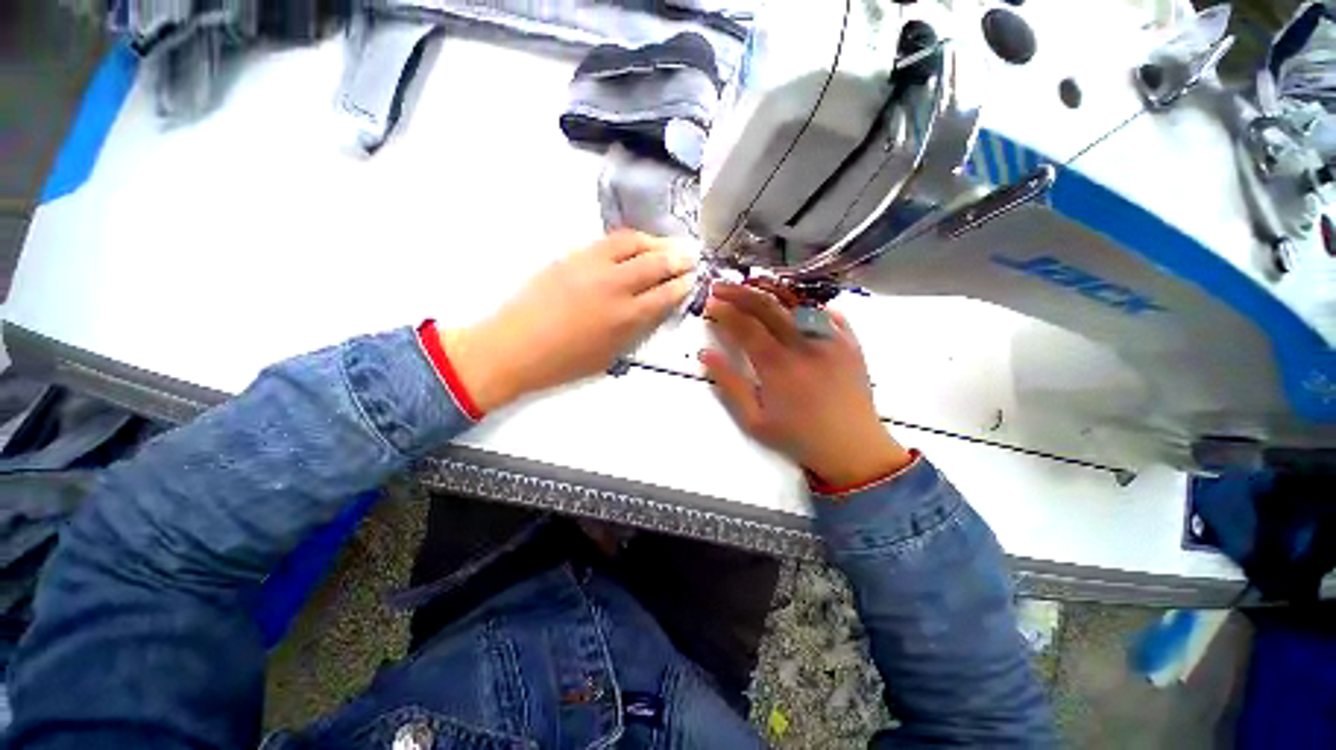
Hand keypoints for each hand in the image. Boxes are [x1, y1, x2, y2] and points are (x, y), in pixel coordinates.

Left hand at [441, 231, 695, 411]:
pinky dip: (628, 241)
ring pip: (631, 243)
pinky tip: (634, 246)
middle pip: (654, 263)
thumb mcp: (610, 355)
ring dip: (655, 242)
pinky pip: (607, 241)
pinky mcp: (571, 256)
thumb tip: (652, 309)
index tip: (691, 279)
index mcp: (625, 317)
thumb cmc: (564, 363)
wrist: (514, 348)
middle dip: (677, 258)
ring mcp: (591, 266)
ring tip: (665, 245)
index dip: (682, 285)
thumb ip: (635, 330)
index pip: (665, 294)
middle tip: (689, 256)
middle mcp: (614, 285)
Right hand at [701, 282, 912, 487]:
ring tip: (751, 285)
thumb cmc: (798, 437)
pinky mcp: (850, 342)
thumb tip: (704, 354)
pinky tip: (794, 305)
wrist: (852, 448)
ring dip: (770, 291)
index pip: (745, 326)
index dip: (724, 311)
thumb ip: (729, 384)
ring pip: (796, 303)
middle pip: (767, 306)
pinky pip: (827, 312)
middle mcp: (804, 345)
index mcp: (777, 365)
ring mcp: (831, 339)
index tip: (710, 303)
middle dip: (739, 292)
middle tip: (720, 286)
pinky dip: (807, 304)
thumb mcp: (754, 420)